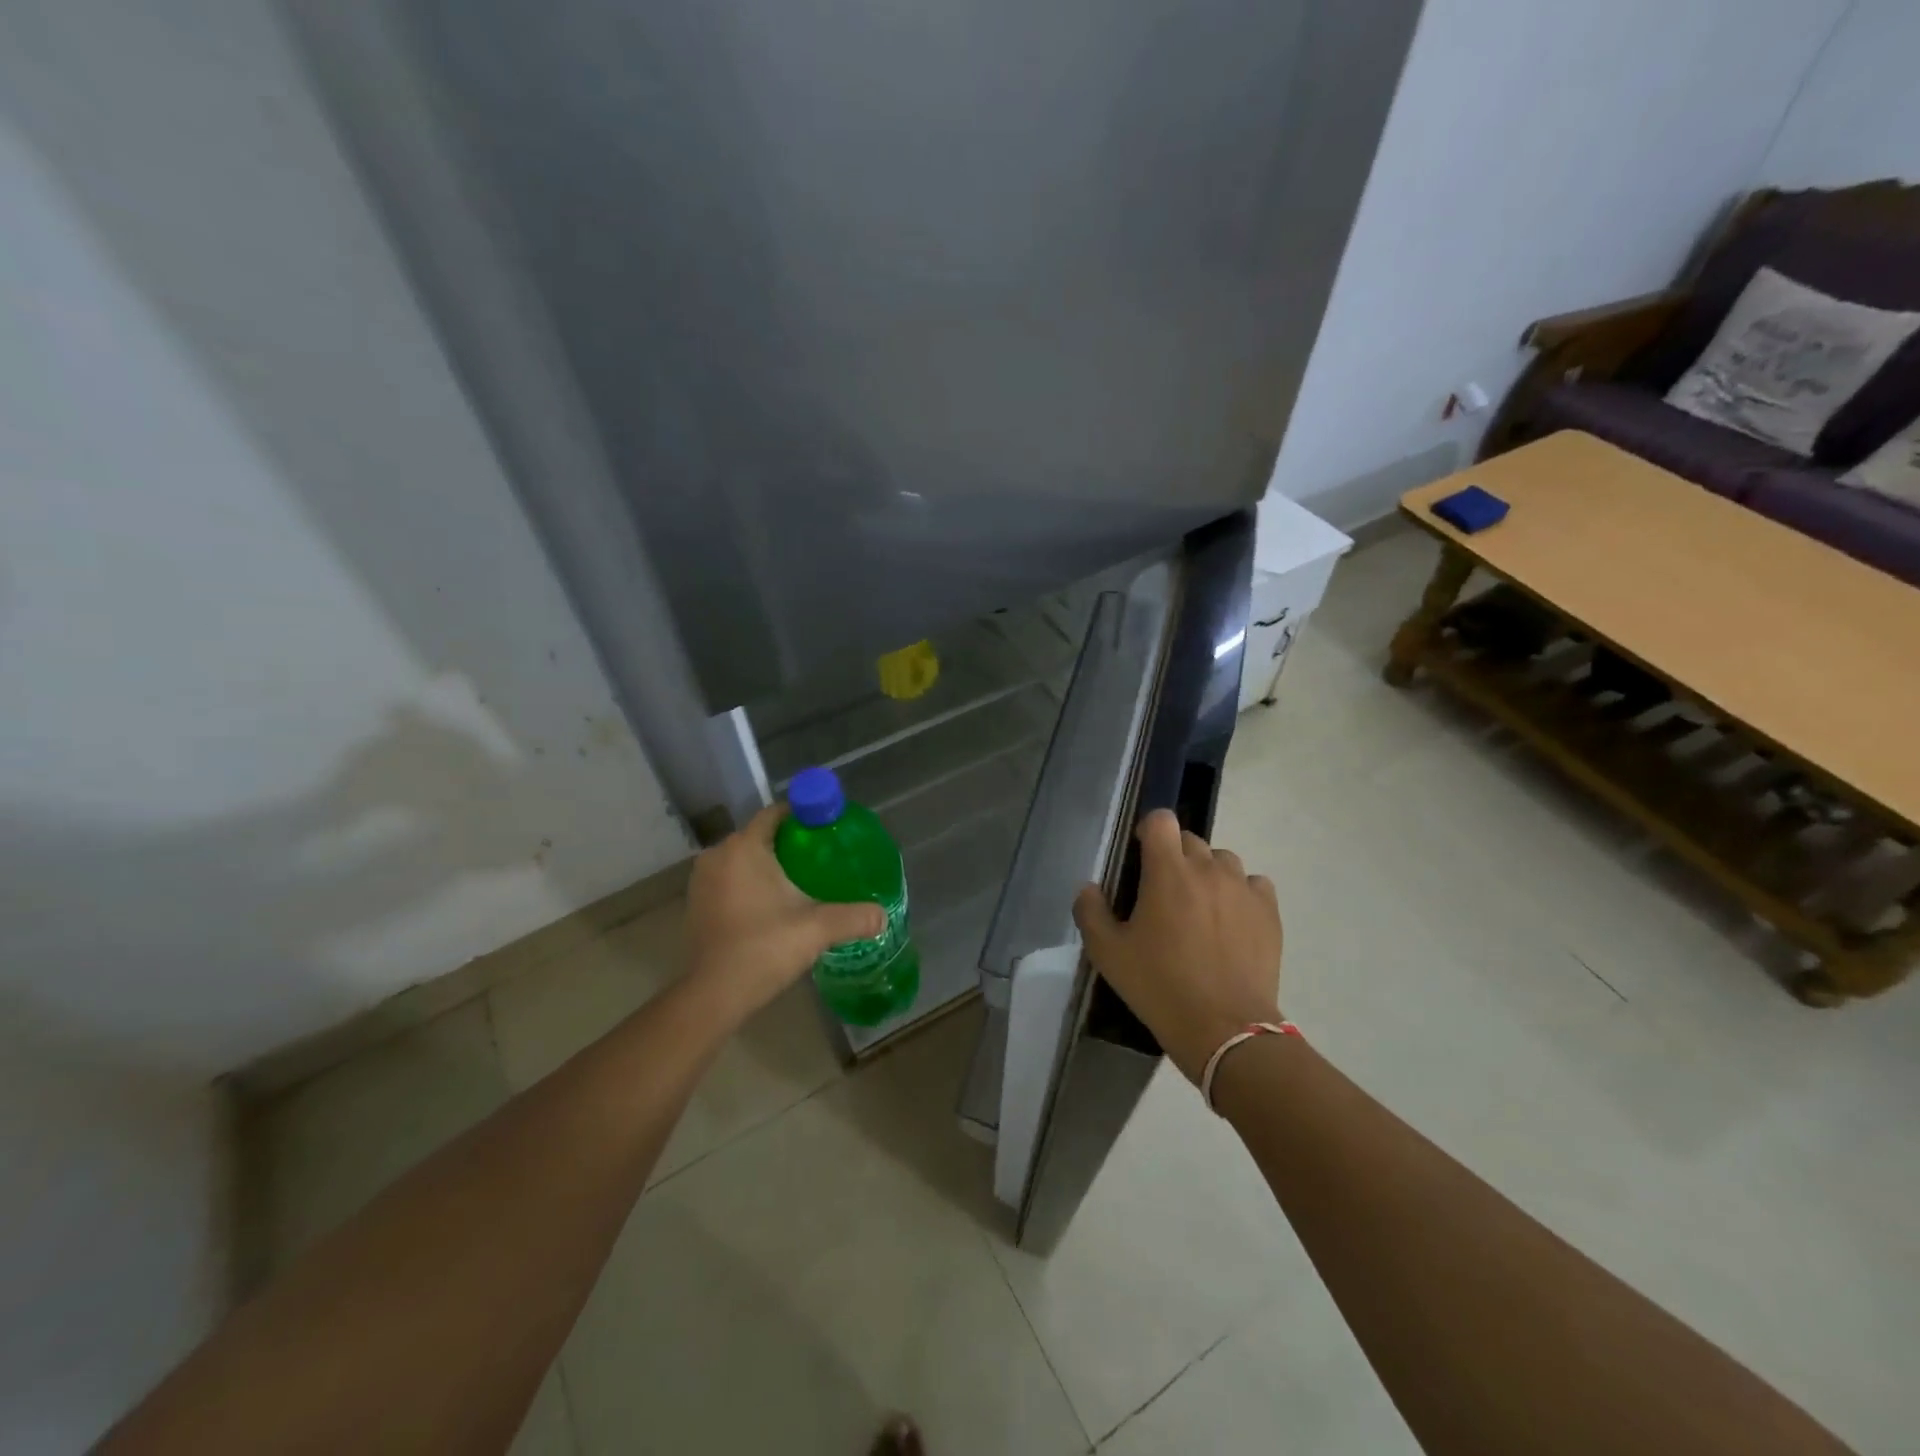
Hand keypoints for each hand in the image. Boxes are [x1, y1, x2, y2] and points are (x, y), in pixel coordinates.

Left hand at [683, 805, 883, 1025]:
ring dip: (768, 866)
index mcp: (744, 847)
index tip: (828, 829)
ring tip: (802, 882)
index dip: (803, 816)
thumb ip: (853, 917)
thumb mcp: (816, 929)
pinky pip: (730, 880)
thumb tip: (882, 915)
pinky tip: (774, 905)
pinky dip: (750, 884)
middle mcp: (718, 855)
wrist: (713, 995)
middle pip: (760, 836)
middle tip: (822, 858)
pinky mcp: (696, 904)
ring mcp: (702, 880)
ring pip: (743, 859)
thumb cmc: (763, 948)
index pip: (775, 813)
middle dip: (789, 843)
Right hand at [1072, 809, 1282, 1082]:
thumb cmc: (1159, 986)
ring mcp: (1243, 888)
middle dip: (1175, 858)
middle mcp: (1208, 869)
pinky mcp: (1269, 912)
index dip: (1148, 831)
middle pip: (1191, 840)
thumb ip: (1090, 912)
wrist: (1225, 1029)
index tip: (1140, 856)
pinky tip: (1231, 921)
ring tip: (1200, 908)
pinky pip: (1254, 884)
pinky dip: (1240, 893)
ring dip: (1208, 874)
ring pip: (1223, 860)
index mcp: (1167, 871)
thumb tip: (1089, 888)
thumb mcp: (1108, 954)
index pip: (1161, 820)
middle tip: (1164, 894)